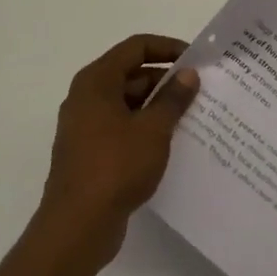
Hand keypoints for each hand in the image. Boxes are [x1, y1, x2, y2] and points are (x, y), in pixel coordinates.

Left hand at [31, 34, 200, 275]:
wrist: (76, 228)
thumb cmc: (115, 167)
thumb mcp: (153, 129)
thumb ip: (173, 98)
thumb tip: (188, 74)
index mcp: (97, 81)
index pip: (136, 47)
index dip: (167, 47)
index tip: (196, 59)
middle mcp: (87, 96)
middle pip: (131, 74)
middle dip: (165, 80)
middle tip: (200, 90)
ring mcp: (85, 126)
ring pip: (128, 103)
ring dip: (157, 106)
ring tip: (192, 116)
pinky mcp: (89, 153)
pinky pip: (122, 127)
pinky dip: (145, 128)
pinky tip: (171, 143)